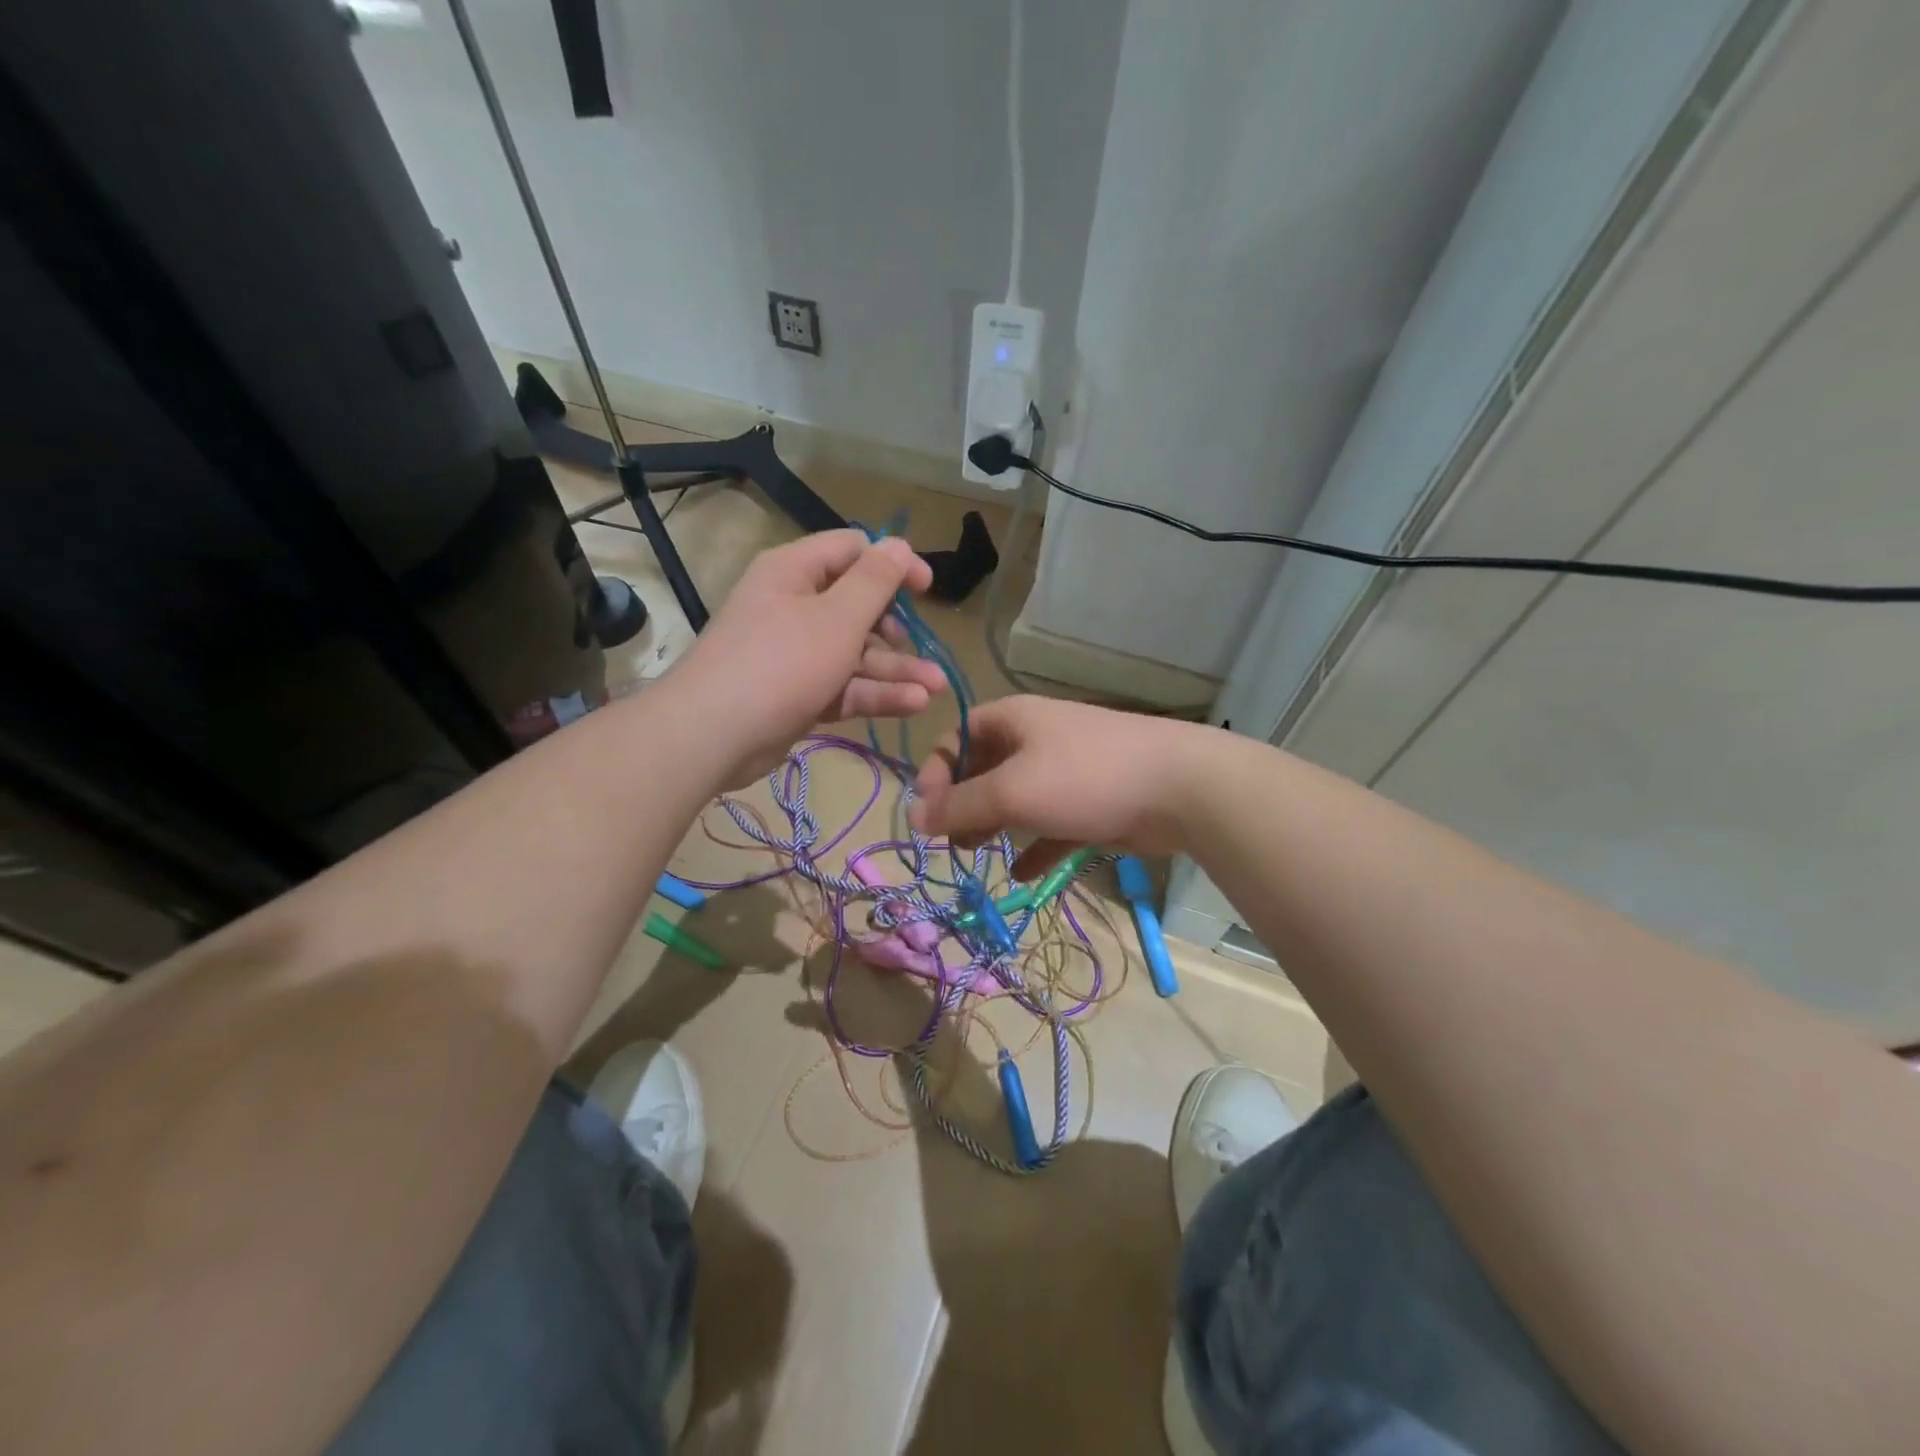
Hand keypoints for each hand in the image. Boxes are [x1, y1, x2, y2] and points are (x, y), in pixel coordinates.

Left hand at [670, 531, 947, 786]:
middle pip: (857, 607)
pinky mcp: (799, 693)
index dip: (893, 564)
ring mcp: (796, 653)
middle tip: (923, 646)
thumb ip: (874, 582)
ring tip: (936, 687)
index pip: (853, 551)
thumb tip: (899, 544)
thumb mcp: (837, 618)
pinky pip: (843, 685)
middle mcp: (794, 605)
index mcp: (796, 571)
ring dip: (896, 669)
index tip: (926, 588)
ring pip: (855, 653)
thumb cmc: (781, 663)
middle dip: (897, 629)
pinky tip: (914, 704)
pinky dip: (874, 693)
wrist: (713, 735)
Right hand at [910, 696, 1210, 875]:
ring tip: (974, 855)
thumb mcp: (1012, 790)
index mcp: (1014, 720)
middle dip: (962, 804)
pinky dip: (1033, 847)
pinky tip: (1020, 874)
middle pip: (984, 769)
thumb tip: (913, 816)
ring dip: (992, 825)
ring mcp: (1066, 772)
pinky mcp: (1090, 804)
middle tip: (949, 840)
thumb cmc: (1085, 777)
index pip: (958, 736)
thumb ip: (960, 805)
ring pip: (1015, 799)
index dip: (936, 770)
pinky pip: (1050, 825)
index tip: (927, 812)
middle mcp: (1036, 740)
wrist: (1180, 788)